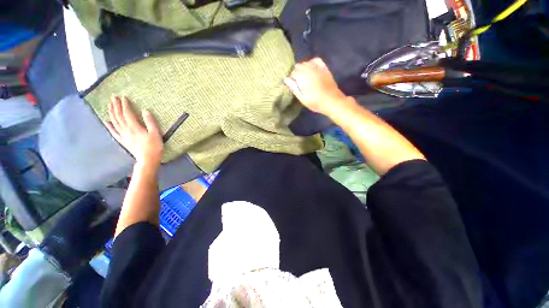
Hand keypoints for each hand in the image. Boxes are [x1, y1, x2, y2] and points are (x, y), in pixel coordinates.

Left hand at [105, 96, 162, 166]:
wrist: (148, 159)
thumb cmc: (154, 146)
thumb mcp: (156, 133)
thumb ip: (150, 122)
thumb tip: (145, 110)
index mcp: (135, 127)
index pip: (127, 113)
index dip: (125, 105)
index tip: (123, 97)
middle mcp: (126, 130)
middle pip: (118, 116)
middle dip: (116, 106)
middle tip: (113, 97)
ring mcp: (123, 135)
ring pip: (114, 122)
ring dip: (111, 113)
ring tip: (109, 105)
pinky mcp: (122, 141)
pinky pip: (114, 132)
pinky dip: (109, 126)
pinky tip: (106, 121)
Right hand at [284, 58, 348, 115]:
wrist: (332, 101)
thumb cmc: (316, 103)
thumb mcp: (303, 98)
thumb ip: (294, 88)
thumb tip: (286, 79)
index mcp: (303, 78)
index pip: (292, 73)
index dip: (291, 79)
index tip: (293, 86)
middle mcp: (310, 70)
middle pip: (298, 66)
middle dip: (296, 73)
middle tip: (299, 83)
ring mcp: (317, 68)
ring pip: (305, 63)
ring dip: (303, 69)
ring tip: (304, 78)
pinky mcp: (324, 68)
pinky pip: (315, 60)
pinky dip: (311, 63)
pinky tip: (311, 69)